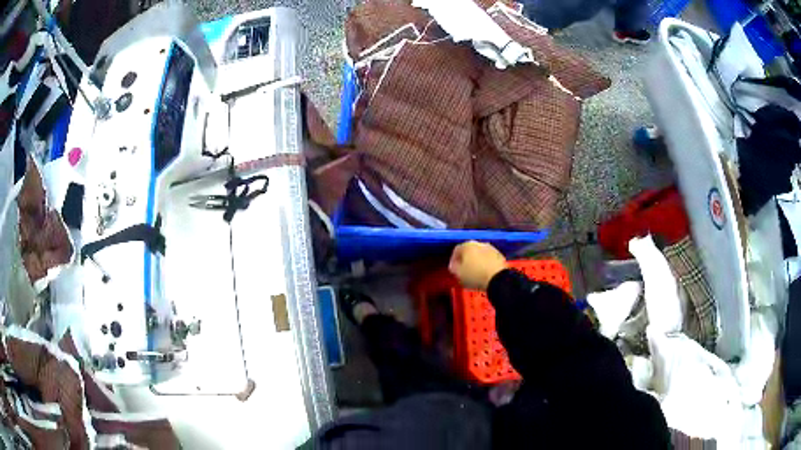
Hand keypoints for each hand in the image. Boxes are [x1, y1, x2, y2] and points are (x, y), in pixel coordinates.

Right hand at [449, 241, 506, 290]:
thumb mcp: (459, 274)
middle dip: (465, 259)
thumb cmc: (475, 275)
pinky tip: (484, 271)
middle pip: (468, 250)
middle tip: (463, 269)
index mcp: (466, 246)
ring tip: (475, 271)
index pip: (456, 250)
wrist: (497, 278)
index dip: (453, 260)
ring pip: (479, 253)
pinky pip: (488, 257)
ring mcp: (489, 248)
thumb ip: (454, 268)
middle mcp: (478, 243)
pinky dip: (485, 262)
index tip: (453, 269)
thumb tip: (454, 265)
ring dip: (476, 260)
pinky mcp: (498, 254)